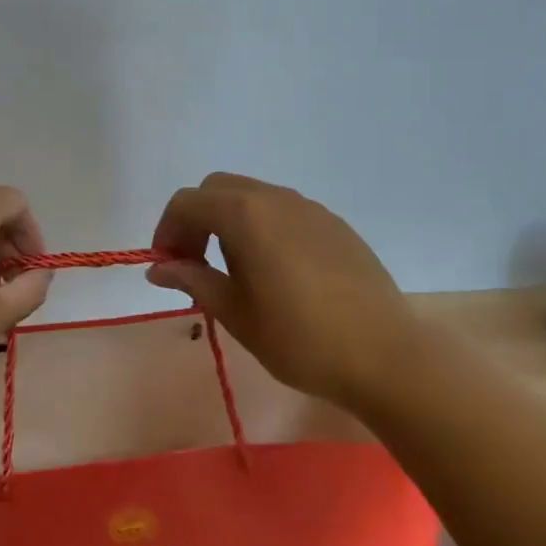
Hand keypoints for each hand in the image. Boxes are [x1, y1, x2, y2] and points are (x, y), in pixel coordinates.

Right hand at [147, 172, 412, 411]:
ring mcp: (310, 208)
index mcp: (245, 215)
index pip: (188, 202)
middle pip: (218, 189)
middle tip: (194, 263)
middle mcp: (276, 198)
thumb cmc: (301, 339)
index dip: (167, 230)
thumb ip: (194, 280)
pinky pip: (284, 211)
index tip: (167, 266)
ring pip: (252, 196)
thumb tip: (158, 267)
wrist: (386, 356)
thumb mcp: (237, 314)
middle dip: (196, 219)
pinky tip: (275, 271)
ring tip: (234, 271)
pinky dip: (262, 227)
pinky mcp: (334, 224)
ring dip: (229, 221)